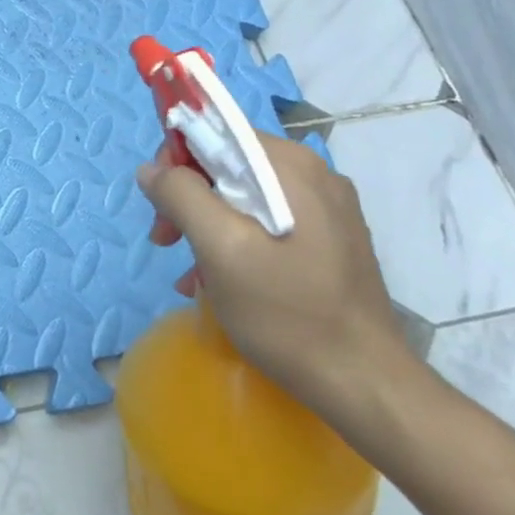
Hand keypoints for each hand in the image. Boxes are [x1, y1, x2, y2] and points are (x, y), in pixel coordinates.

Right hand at [136, 132, 409, 416]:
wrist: (363, 384)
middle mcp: (312, 175)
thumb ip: (181, 196)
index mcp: (291, 167)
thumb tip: (151, 169)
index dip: (176, 158)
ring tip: (189, 269)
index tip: (159, 204)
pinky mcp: (328, 239)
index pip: (217, 131)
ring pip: (243, 195)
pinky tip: (217, 280)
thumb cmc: (286, 312)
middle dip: (188, 197)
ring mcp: (326, 209)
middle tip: (166, 241)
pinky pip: (265, 221)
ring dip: (205, 223)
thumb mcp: (220, 249)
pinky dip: (233, 240)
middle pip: (228, 164)